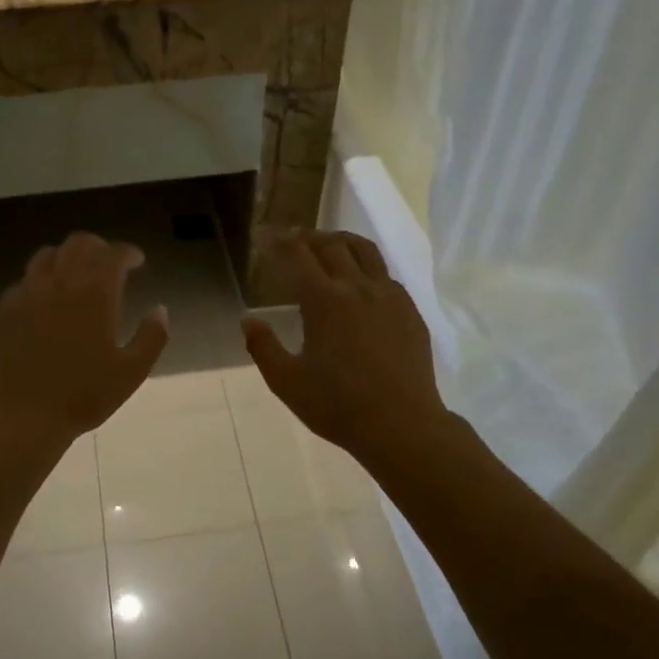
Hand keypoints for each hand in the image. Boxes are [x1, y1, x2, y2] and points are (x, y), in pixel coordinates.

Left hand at [0, 232, 168, 444]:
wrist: (22, 415)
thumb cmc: (84, 395)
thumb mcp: (132, 371)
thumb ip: (152, 336)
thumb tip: (159, 309)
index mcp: (94, 293)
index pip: (114, 254)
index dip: (128, 252)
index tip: (137, 261)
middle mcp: (59, 283)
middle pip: (78, 243)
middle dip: (98, 247)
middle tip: (108, 263)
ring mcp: (26, 293)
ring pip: (47, 256)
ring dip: (67, 258)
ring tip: (75, 277)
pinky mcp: (3, 309)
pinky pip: (24, 282)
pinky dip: (41, 282)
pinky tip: (45, 304)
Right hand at [242, 230, 451, 464]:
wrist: (401, 424)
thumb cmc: (337, 406)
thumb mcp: (287, 382)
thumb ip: (263, 347)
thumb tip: (248, 320)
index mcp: (324, 301)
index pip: (295, 255)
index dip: (276, 241)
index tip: (262, 234)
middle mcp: (357, 288)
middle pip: (331, 245)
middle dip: (307, 235)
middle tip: (291, 237)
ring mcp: (389, 297)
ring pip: (365, 251)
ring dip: (340, 240)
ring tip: (328, 243)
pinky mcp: (410, 311)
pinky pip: (386, 274)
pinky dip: (366, 266)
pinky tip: (362, 282)